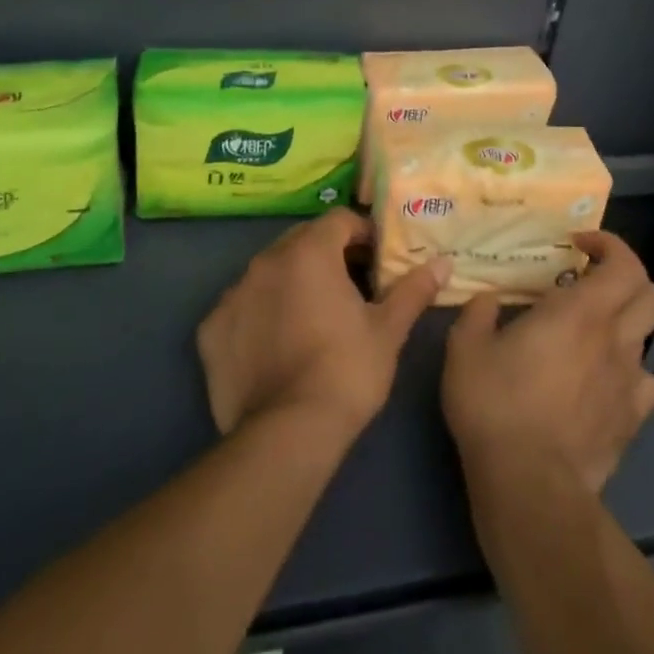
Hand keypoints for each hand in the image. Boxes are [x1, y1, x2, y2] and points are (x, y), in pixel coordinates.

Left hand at [198, 208, 447, 440]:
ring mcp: (232, 295)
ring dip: (291, 282)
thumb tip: (442, 263)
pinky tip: (275, 345)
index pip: (338, 220)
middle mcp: (264, 262)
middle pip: (300, 241)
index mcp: (308, 253)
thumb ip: (413, 289)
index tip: (377, 260)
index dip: (362, 234)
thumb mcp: (388, 330)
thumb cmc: (347, 371)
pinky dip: (259, 314)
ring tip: (312, 316)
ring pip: (268, 272)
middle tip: (350, 286)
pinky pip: (241, 307)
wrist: (289, 433)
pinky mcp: (210, 330)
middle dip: (327, 254)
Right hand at [442, 231, 653, 495]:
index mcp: (579, 312)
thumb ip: (478, 313)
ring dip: (626, 327)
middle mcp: (614, 339)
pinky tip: (603, 382)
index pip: (624, 263)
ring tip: (592, 336)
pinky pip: (645, 384)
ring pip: (649, 339)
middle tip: (591, 282)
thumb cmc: (495, 404)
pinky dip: (629, 374)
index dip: (610, 245)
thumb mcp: (465, 348)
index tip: (578, 246)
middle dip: (627, 279)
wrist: (529, 483)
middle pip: (651, 295)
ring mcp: (629, 382)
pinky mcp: (632, 421)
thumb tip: (488, 300)